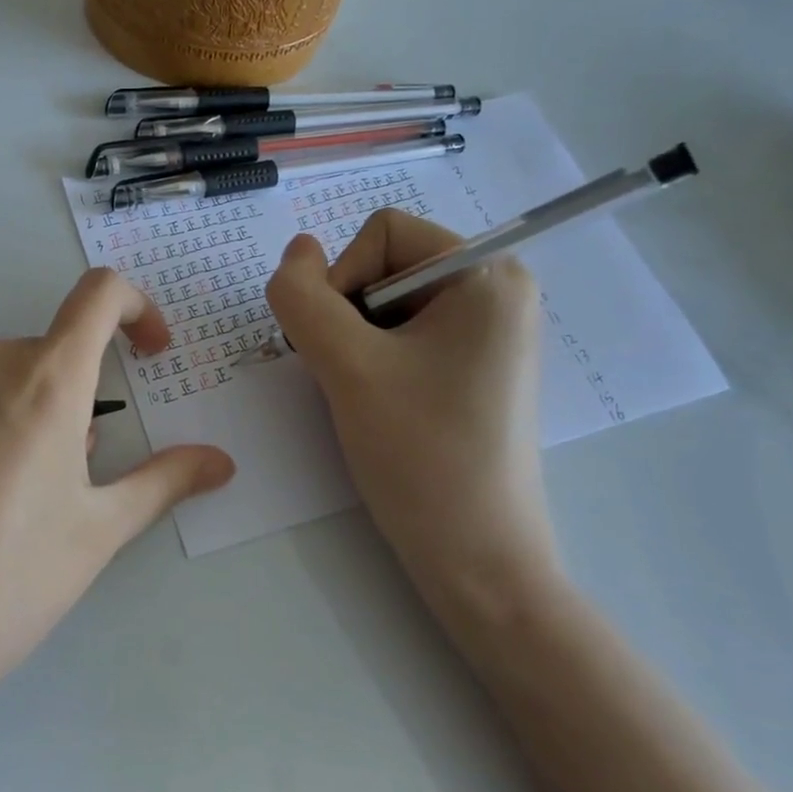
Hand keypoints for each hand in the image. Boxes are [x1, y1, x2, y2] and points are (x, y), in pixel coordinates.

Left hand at [0, 268, 234, 733]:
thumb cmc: (5, 586)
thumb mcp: (97, 533)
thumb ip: (164, 481)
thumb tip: (222, 462)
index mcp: (46, 380)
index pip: (100, 294)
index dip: (136, 309)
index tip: (145, 353)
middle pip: (43, 354)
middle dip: (67, 398)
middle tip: (58, 477)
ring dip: (8, 411)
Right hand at [266, 210, 562, 639]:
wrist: (476, 559)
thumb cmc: (421, 454)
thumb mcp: (346, 366)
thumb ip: (304, 297)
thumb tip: (296, 250)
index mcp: (487, 273)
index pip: (381, 232)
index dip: (342, 280)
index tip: (345, 347)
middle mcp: (496, 289)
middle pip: (383, 263)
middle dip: (347, 314)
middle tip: (350, 375)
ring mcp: (486, 330)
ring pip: (383, 302)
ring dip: (353, 341)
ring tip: (364, 394)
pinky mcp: (472, 365)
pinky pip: (402, 333)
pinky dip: (372, 359)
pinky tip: (379, 403)